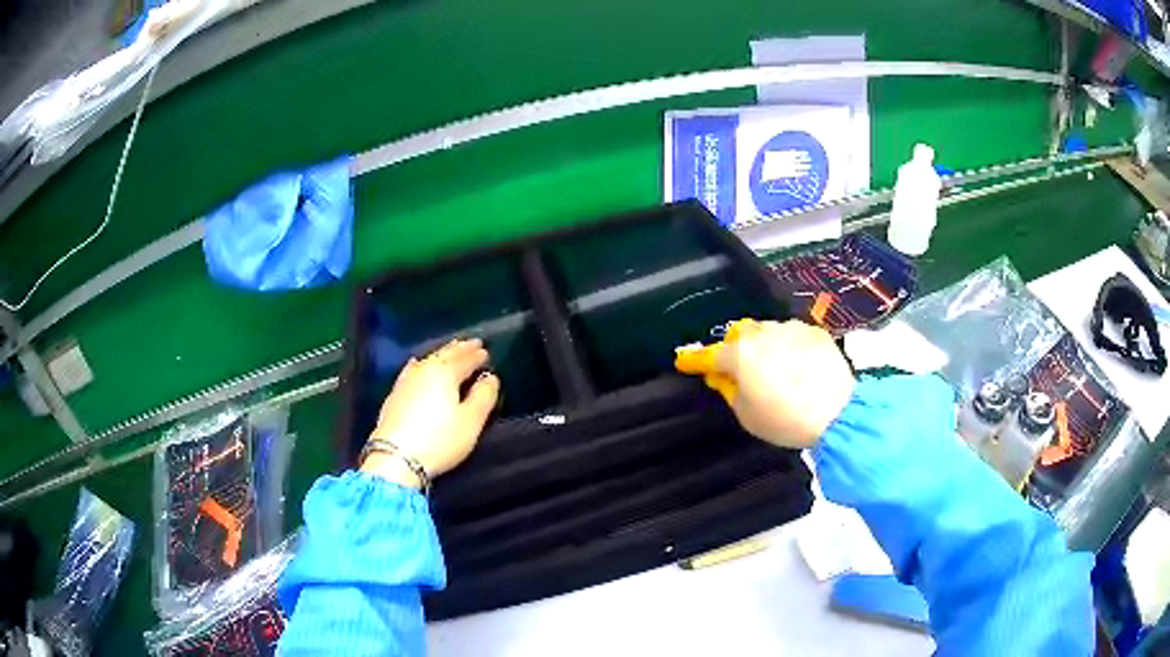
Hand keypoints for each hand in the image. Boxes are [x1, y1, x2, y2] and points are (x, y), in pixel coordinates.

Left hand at [361, 338, 500, 487]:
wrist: (395, 457)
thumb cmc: (440, 440)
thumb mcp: (471, 421)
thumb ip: (483, 396)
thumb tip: (490, 377)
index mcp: (445, 373)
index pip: (465, 359)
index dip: (477, 355)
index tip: (486, 351)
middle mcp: (424, 370)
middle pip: (444, 355)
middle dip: (460, 349)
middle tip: (472, 344)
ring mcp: (405, 381)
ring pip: (427, 360)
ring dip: (441, 355)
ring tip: (450, 352)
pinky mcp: (394, 395)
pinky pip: (413, 370)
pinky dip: (422, 365)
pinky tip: (417, 365)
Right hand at [676, 319, 855, 448]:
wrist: (837, 413)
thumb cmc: (785, 420)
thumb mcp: (747, 415)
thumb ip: (729, 390)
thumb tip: (722, 376)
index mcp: (740, 355)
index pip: (710, 355)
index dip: (695, 359)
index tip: (683, 360)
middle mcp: (763, 334)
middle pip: (741, 336)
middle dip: (737, 349)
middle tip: (744, 371)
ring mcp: (791, 329)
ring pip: (768, 332)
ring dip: (765, 346)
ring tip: (778, 369)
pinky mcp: (815, 332)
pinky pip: (793, 335)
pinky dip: (790, 346)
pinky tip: (800, 366)